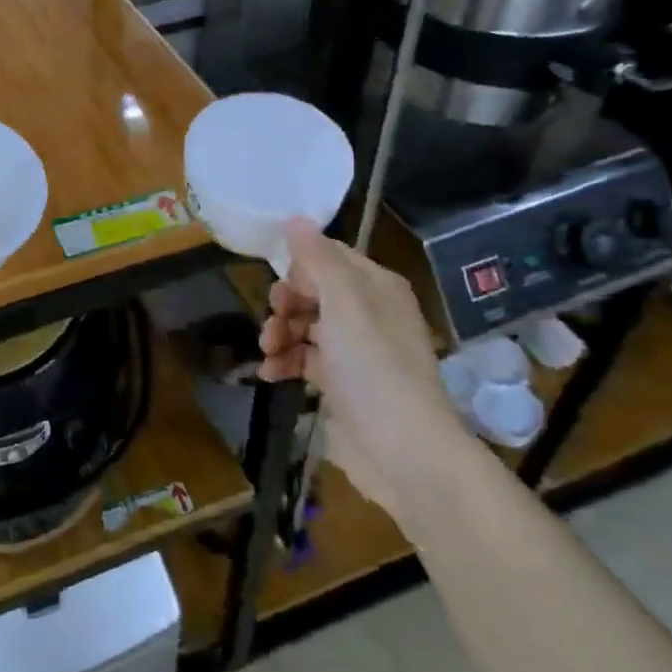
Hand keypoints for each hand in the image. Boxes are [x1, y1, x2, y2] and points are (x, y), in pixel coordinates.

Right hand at [258, 220, 467, 514]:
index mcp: (375, 287)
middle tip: (273, 322)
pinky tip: (268, 374)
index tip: (280, 287)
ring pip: (305, 326)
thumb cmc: (374, 368)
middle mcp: (368, 313)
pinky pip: (305, 359)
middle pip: (313, 292)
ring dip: (279, 334)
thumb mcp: (344, 304)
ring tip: (267, 353)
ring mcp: (356, 351)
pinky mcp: (342, 384)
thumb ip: (317, 259)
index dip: (300, 268)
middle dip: (285, 304)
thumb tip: (296, 218)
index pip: (329, 257)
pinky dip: (284, 362)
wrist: (404, 452)